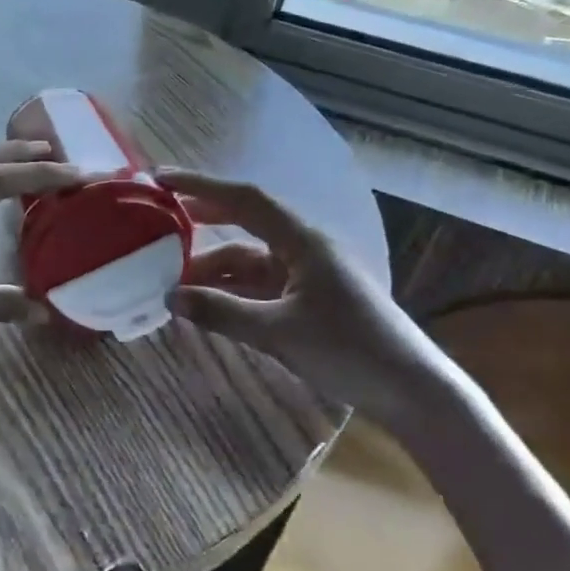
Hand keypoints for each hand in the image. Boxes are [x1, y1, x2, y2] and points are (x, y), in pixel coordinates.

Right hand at [158, 169, 452, 423]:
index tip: (161, 179)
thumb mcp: (278, 333)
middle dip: (203, 218)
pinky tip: (205, 303)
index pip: (245, 199)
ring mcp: (307, 274)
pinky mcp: (307, 299)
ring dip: (212, 266)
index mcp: (304, 241)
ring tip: (171, 279)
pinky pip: (258, 284)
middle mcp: (304, 248)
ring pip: (248, 258)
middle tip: (159, 218)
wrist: (410, 392)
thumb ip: (221, 313)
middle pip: (245, 221)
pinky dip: (230, 290)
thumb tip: (168, 298)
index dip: (201, 185)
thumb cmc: (349, 351)